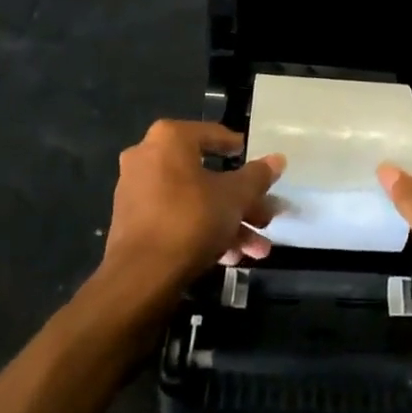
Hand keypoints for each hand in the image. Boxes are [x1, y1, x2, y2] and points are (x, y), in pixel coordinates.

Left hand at [101, 120, 285, 302]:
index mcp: (170, 139)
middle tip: (266, 217)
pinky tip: (232, 257)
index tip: (257, 164)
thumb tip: (278, 159)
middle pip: (207, 174)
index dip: (239, 150)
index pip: (213, 135)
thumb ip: (257, 176)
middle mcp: (148, 157)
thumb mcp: (235, 196)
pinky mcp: (133, 224)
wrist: (141, 277)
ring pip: (194, 201)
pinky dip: (203, 232)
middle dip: (241, 201)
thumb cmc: (191, 219)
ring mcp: (137, 191)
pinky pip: (177, 218)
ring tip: (258, 249)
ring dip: (228, 222)